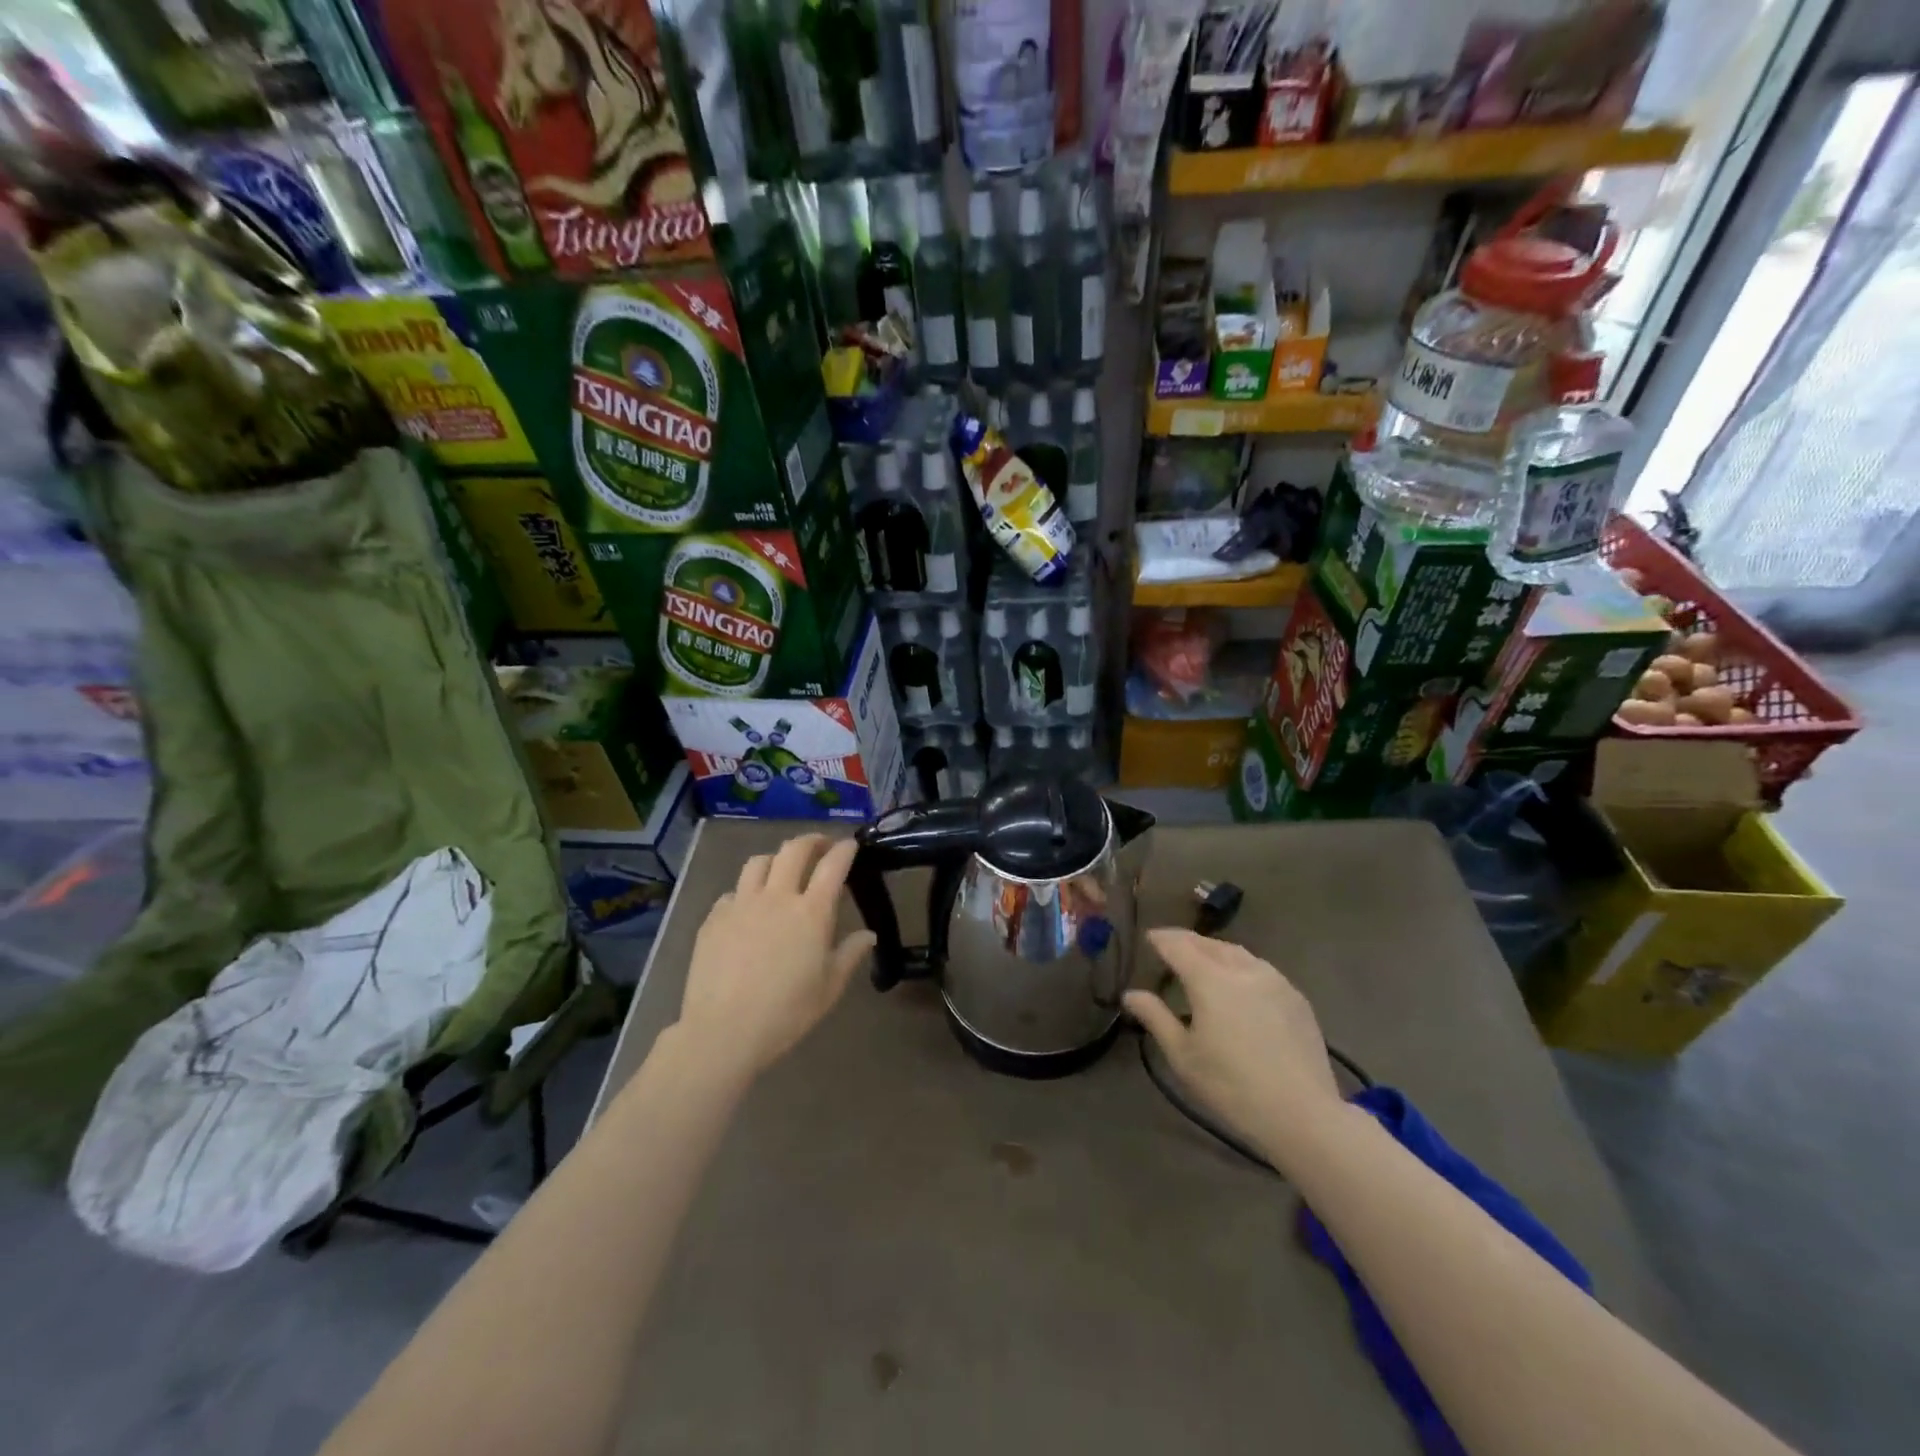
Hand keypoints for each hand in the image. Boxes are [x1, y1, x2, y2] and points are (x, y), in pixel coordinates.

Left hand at [678, 835, 875, 1081]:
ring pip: (759, 862)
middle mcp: (777, 897)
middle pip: (794, 850)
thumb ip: (850, 954)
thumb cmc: (786, 1012)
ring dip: (776, 858)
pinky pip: (732, 891)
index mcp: (811, 912)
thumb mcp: (829, 988)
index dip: (844, 849)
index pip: (833, 865)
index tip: (851, 844)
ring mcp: (741, 904)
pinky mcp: (714, 918)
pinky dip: (746, 891)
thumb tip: (868, 935)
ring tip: (782, 869)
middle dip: (811, 841)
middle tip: (820, 845)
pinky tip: (748, 908)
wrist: (723, 1031)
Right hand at [1124, 928, 1343, 1159]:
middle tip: (1172, 945)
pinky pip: (1261, 969)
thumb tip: (1130, 994)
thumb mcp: (1183, 1056)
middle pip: (1210, 944)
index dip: (1161, 939)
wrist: (1303, 1115)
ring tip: (1204, 959)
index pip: (1178, 946)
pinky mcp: (1296, 998)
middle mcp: (1242, 970)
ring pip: (1238, 953)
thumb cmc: (1232, 1087)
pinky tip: (1240, 983)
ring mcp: (1275, 981)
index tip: (1149, 938)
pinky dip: (1241, 966)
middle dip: (1188, 941)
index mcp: (1210, 980)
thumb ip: (1155, 1018)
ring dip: (1216, 950)